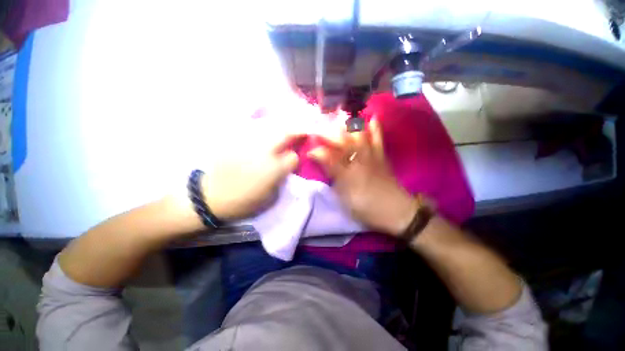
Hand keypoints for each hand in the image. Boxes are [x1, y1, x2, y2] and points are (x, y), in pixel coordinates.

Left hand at [202, 117, 303, 220]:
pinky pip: (254, 129)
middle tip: (303, 131)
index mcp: (274, 169)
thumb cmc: (244, 202)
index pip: (293, 156)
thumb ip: (282, 178)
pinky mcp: (235, 140)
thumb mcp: (271, 196)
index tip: (294, 160)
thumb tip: (286, 166)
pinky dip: (263, 130)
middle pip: (285, 133)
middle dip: (297, 131)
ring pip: (270, 128)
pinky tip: (265, 134)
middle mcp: (264, 152)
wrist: (211, 198)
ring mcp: (248, 143)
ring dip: (282, 128)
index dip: (296, 158)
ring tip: (285, 130)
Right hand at [308, 119, 417, 235]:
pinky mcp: (381, 156)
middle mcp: (357, 160)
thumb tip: (322, 165)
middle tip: (318, 128)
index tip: (308, 151)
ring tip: (338, 118)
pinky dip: (375, 128)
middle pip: (341, 141)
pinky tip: (372, 118)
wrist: (395, 211)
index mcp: (346, 173)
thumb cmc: (365, 207)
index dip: (316, 152)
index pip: (327, 157)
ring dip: (347, 126)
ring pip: (358, 136)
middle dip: (328, 133)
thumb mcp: (344, 197)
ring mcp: (370, 155)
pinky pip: (378, 139)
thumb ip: (333, 178)